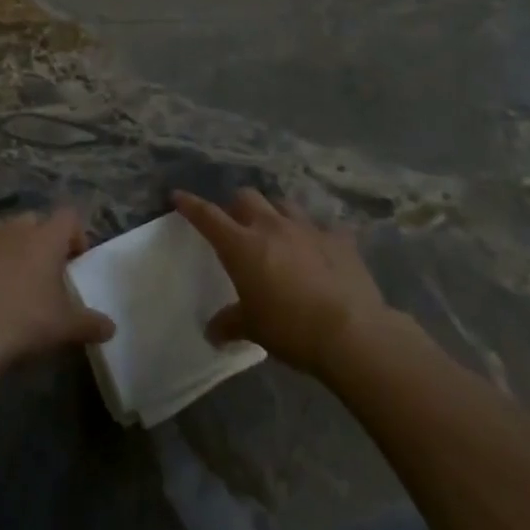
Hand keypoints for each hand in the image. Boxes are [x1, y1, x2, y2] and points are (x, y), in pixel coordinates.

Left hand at [0, 208, 115, 378]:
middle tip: (42, 271)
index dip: (74, 234)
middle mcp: (14, 228)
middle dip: (40, 239)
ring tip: (8, 272)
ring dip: (6, 243)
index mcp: (46, 238)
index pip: (69, 216)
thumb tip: (111, 327)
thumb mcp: (66, 327)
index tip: (75, 261)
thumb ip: (91, 323)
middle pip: (33, 220)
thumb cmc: (26, 323)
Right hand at [174, 188, 392, 376]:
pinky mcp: (340, 240)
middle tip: (237, 224)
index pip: (208, 216)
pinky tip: (322, 248)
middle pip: (247, 197)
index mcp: (242, 245)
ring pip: (284, 204)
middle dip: (237, 206)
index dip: (191, 205)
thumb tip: (212, 332)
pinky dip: (319, 235)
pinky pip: (326, 227)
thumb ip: (229, 323)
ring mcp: (308, 229)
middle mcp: (271, 226)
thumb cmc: (289, 328)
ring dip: (275, 212)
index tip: (178, 196)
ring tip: (277, 229)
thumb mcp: (252, 328)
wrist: (351, 332)